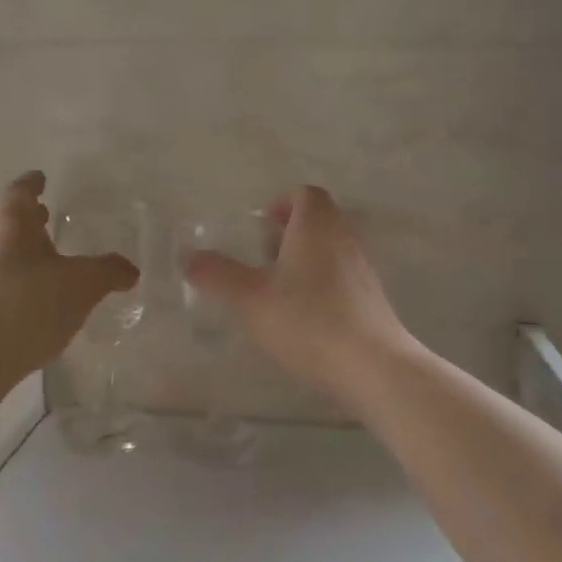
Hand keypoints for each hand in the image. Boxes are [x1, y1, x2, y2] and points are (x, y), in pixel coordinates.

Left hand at [0, 172, 138, 386]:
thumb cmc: (28, 307)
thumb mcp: (83, 286)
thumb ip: (109, 271)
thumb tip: (130, 269)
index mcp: (10, 222)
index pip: (21, 190)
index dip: (34, 183)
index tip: (42, 178)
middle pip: (7, 219)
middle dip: (28, 218)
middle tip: (49, 217)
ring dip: (21, 250)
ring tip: (46, 260)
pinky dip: (13, 278)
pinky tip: (31, 299)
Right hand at [185, 185, 410, 394]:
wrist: (372, 366)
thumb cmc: (308, 320)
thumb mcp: (250, 298)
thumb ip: (217, 275)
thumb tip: (189, 256)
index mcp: (317, 226)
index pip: (305, 195)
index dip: (281, 203)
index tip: (260, 226)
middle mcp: (344, 239)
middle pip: (319, 221)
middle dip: (289, 233)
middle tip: (262, 258)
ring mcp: (363, 271)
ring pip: (331, 251)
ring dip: (304, 261)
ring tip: (277, 291)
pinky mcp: (372, 301)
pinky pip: (342, 279)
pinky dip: (321, 286)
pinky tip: (303, 319)